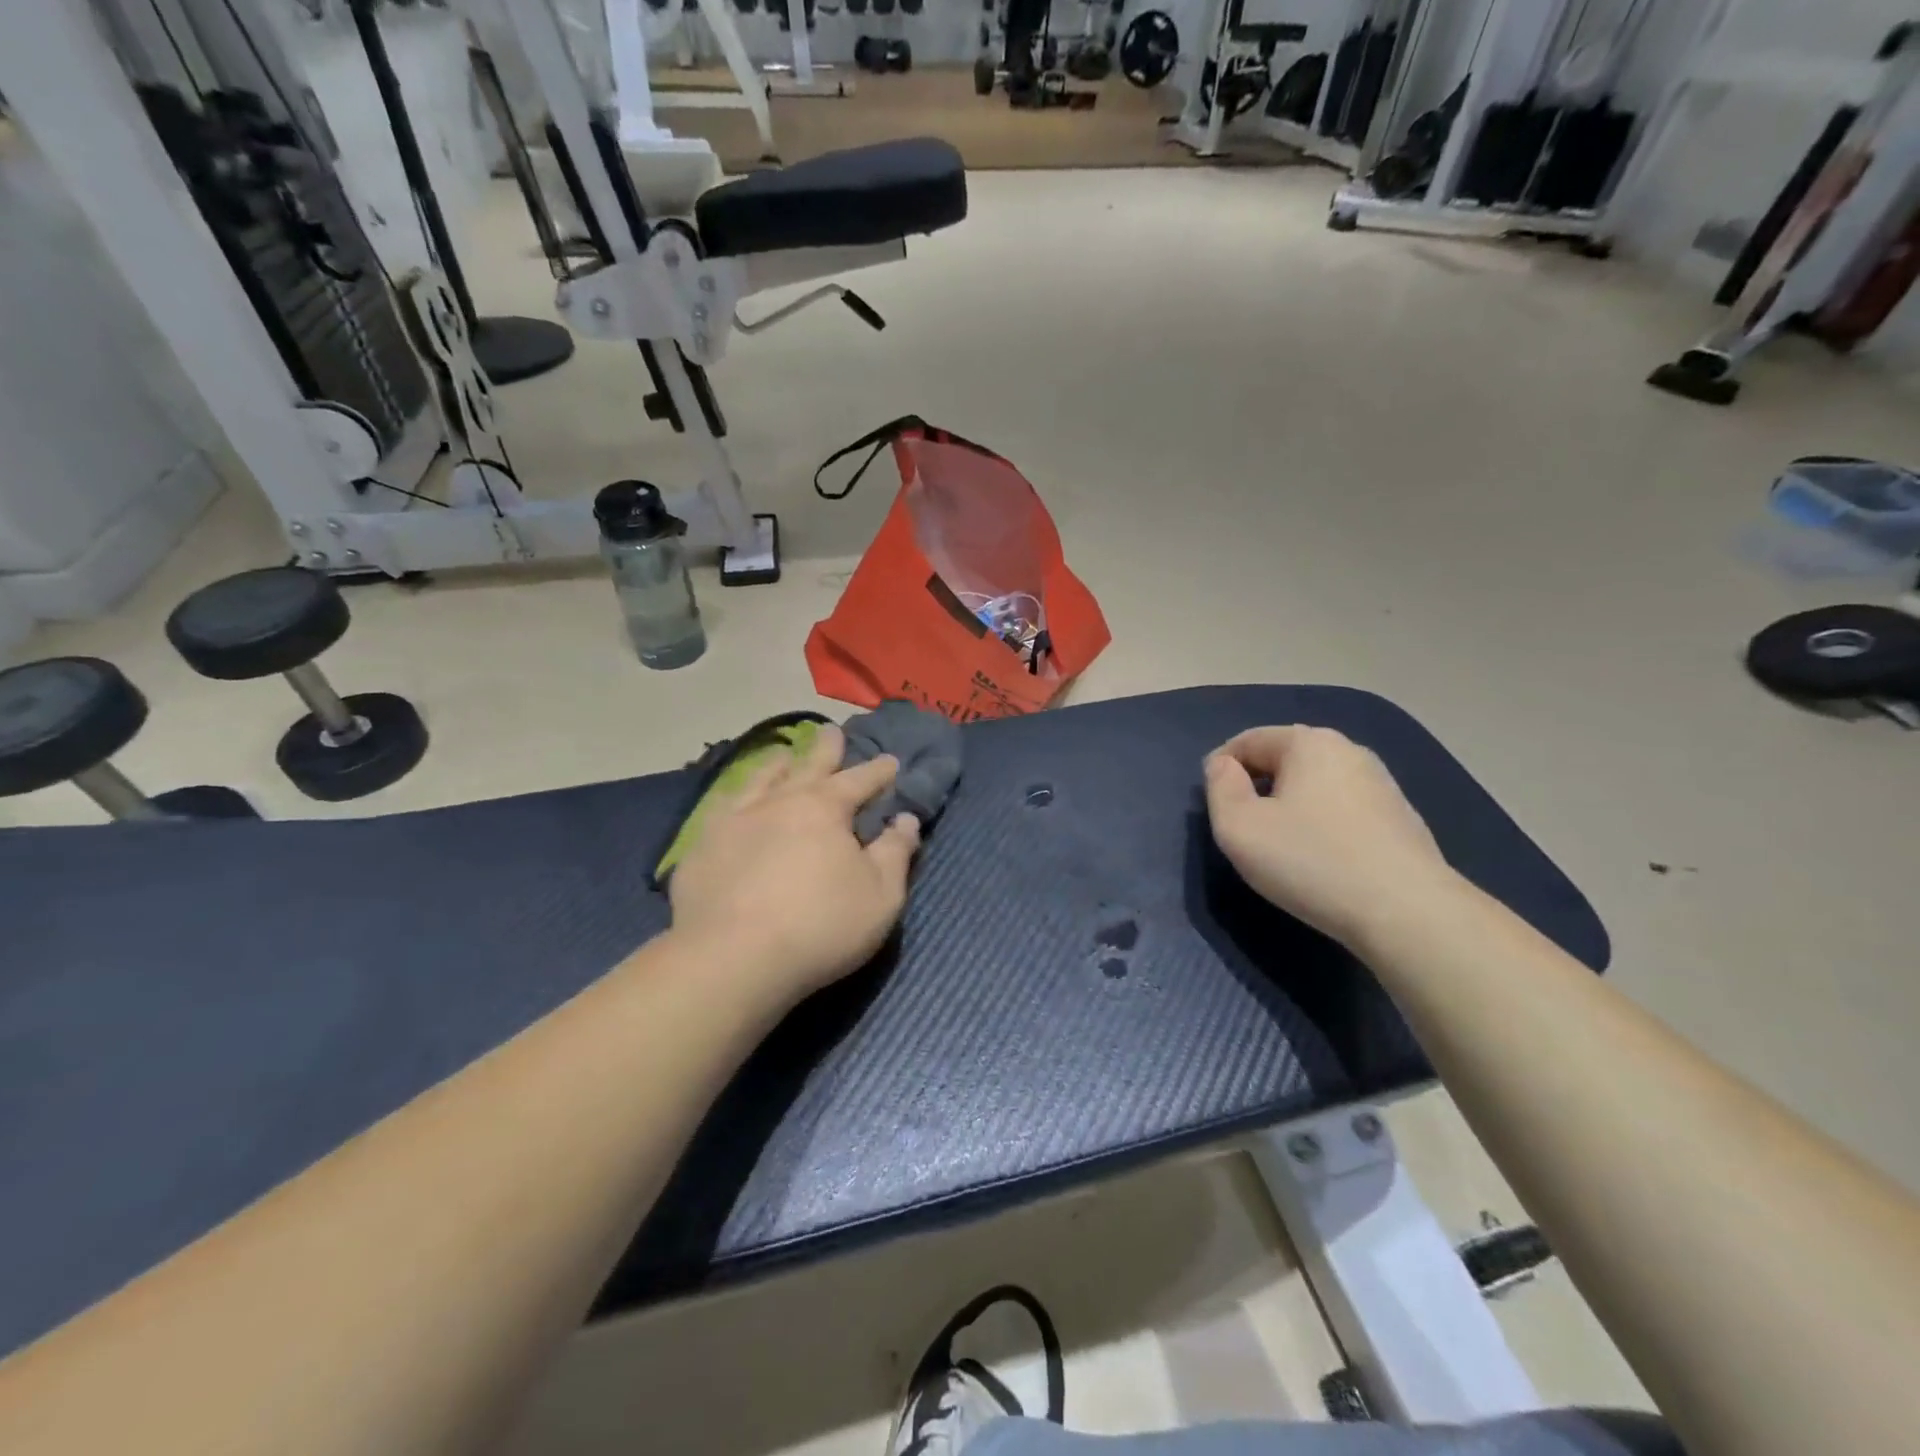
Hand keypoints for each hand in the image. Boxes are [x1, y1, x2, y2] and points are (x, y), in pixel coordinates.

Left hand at [668, 725, 921, 1004]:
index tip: (891, 761)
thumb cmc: (820, 927)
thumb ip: (896, 852)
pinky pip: (721, 809)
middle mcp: (778, 802)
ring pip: (760, 780)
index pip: (859, 780)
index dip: (878, 771)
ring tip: (782, 755)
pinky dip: (733, 798)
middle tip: (832, 731)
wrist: (733, 959)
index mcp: (824, 809)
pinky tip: (731, 803)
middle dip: (826, 749)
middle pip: (807, 766)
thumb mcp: (881, 895)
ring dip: (776, 765)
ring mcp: (734, 821)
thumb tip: (906, 819)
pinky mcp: (702, 847)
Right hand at [1203, 726, 1458, 948]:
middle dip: (1257, 786)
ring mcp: (1381, 784)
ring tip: (1281, 846)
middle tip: (1243, 828)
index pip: (1248, 740)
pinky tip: (1321, 859)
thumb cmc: (1309, 861)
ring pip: (1315, 785)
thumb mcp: (1238, 827)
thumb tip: (1224, 766)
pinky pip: (1342, 809)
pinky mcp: (1400, 818)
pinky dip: (1321, 824)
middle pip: (1284, 759)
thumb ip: (1219, 787)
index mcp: (1308, 742)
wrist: (1407, 912)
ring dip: (1290, 806)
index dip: (1220, 768)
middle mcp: (1349, 751)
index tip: (1213, 806)